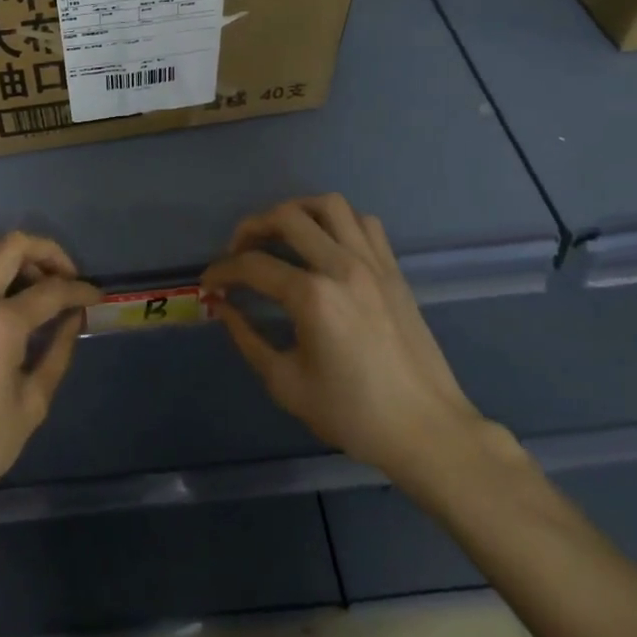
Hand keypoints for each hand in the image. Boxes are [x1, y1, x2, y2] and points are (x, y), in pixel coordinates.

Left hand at [0, 234, 101, 526]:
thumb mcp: (31, 405)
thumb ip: (58, 352)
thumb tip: (73, 319)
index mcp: (1, 324)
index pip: (52, 290)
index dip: (81, 291)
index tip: (96, 298)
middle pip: (15, 245)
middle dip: (49, 253)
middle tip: (65, 278)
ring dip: (12, 255)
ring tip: (30, 284)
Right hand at [201, 195, 493, 499]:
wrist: (427, 431)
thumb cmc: (354, 415)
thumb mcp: (286, 384)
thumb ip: (247, 338)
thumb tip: (223, 307)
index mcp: (313, 297)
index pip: (253, 265)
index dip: (222, 271)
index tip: (209, 284)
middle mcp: (342, 266)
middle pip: (287, 217)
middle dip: (252, 227)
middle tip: (238, 251)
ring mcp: (373, 263)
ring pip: (329, 205)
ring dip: (296, 212)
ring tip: (280, 234)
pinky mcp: (393, 269)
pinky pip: (363, 222)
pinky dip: (337, 222)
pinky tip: (325, 244)